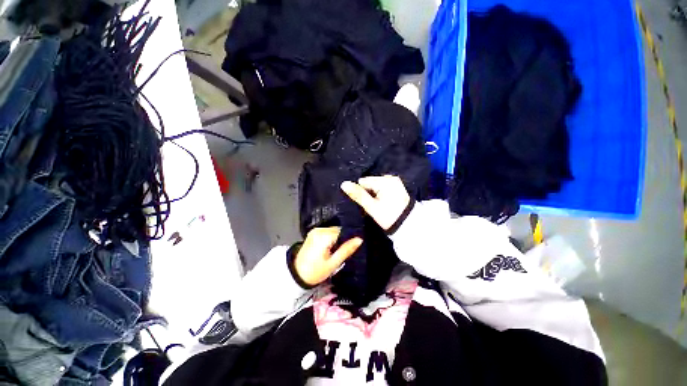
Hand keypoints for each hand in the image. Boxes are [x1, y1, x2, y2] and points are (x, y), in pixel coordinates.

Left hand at [295, 227, 362, 286]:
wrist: (296, 275)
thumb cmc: (315, 272)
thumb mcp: (333, 263)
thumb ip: (346, 250)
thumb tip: (359, 239)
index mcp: (324, 236)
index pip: (343, 231)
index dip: (350, 238)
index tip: (354, 246)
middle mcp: (319, 230)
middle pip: (338, 230)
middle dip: (343, 238)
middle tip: (345, 251)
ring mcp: (315, 230)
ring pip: (333, 231)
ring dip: (337, 238)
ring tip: (338, 250)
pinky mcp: (313, 233)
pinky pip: (327, 232)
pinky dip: (331, 238)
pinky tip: (331, 248)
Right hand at [340, 175, 410, 230]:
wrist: (408, 224)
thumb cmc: (388, 216)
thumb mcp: (371, 207)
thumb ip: (358, 195)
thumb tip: (344, 184)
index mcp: (384, 180)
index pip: (363, 182)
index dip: (361, 193)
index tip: (366, 204)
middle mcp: (390, 177)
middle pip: (369, 183)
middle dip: (368, 193)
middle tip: (372, 206)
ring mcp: (394, 181)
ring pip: (375, 186)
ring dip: (373, 194)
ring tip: (378, 205)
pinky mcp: (396, 186)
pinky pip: (382, 187)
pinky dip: (379, 194)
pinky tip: (383, 202)